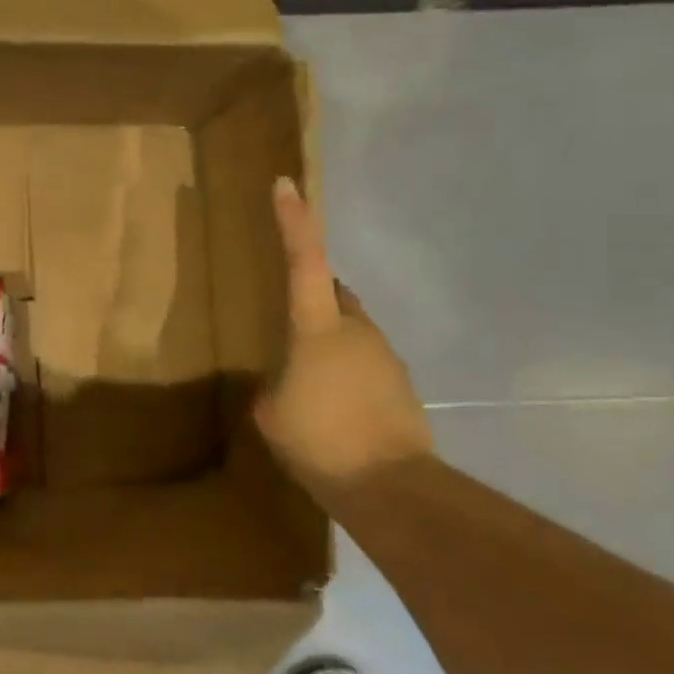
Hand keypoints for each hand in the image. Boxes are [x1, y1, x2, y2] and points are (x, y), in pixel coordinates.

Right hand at [255, 178, 430, 488]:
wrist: (391, 488)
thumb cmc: (321, 442)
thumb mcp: (272, 413)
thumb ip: (274, 385)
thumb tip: (285, 383)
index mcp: (317, 328)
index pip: (304, 261)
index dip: (294, 221)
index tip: (286, 184)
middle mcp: (356, 329)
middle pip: (334, 293)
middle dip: (314, 298)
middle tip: (289, 325)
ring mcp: (384, 355)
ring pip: (351, 331)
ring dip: (330, 344)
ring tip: (309, 385)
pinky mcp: (401, 384)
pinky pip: (366, 363)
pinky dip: (347, 374)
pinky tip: (335, 409)